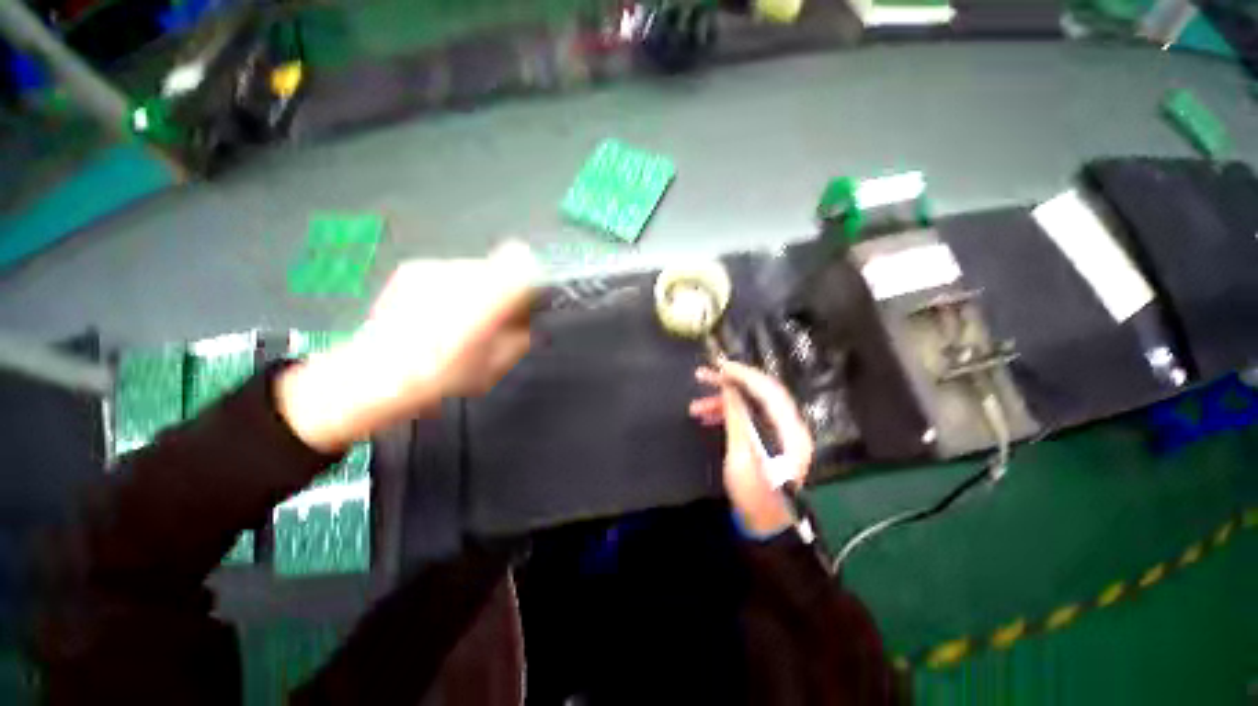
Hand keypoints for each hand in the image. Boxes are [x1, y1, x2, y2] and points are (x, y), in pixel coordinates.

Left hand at [278, 242, 538, 451]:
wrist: (375, 375)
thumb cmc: (443, 374)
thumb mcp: (498, 364)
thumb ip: (521, 336)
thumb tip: (527, 320)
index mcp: (487, 297)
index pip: (522, 261)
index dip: (530, 279)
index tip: (526, 302)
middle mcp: (461, 272)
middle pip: (500, 267)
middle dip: (503, 290)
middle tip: (494, 319)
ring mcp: (434, 268)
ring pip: (474, 270)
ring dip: (478, 291)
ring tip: (461, 321)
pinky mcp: (413, 269)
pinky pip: (448, 274)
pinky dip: (453, 290)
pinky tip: (438, 316)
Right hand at [689, 360, 813, 535]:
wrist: (762, 527)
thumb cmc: (754, 495)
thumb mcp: (741, 455)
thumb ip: (738, 418)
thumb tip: (730, 387)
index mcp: (789, 431)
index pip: (769, 391)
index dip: (744, 375)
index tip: (720, 366)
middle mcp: (787, 427)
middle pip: (759, 394)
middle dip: (730, 384)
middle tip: (703, 376)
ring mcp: (777, 434)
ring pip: (749, 406)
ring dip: (723, 402)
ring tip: (695, 407)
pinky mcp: (766, 441)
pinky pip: (746, 419)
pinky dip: (727, 415)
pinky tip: (706, 417)